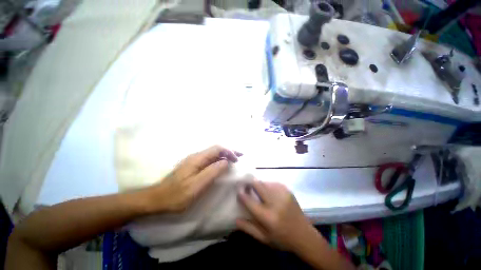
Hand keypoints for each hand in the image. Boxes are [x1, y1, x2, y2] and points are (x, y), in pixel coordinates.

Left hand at [141, 145, 240, 213]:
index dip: (229, 151)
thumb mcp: (196, 185)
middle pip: (216, 149)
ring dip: (225, 155)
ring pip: (213, 154)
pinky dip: (219, 160)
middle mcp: (196, 156)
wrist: (157, 199)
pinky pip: (209, 160)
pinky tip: (222, 165)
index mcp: (197, 159)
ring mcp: (194, 161)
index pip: (217, 148)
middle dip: (229, 151)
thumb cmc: (177, 195)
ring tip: (234, 160)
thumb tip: (226, 162)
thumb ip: (212, 172)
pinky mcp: (193, 166)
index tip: (237, 159)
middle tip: (240, 156)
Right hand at [236, 181, 317, 252]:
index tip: (238, 190)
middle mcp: (275, 203)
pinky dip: (268, 185)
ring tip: (257, 190)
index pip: (249, 201)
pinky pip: (273, 183)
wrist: (304, 235)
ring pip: (265, 182)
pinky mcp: (288, 191)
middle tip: (246, 185)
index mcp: (268, 217)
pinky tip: (268, 191)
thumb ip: (248, 228)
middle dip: (249, 183)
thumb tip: (235, 219)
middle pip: (258, 185)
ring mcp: (283, 194)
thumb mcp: (264, 238)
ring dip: (259, 185)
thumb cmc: (282, 239)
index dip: (242, 194)